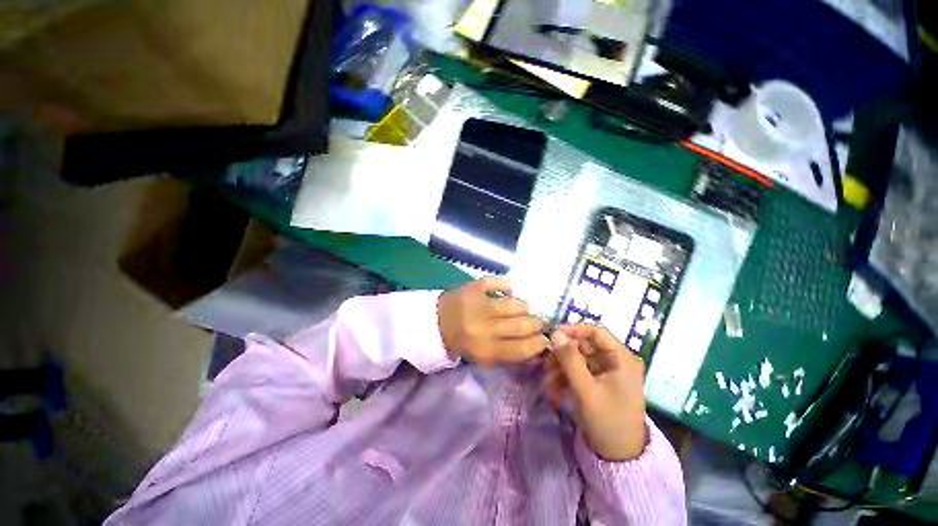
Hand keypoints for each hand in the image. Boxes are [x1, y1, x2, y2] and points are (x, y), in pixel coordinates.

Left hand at [437, 278, 547, 365]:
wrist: (436, 323)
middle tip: (536, 321)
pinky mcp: (474, 287)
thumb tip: (539, 344)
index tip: (544, 338)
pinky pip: (500, 283)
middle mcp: (484, 328)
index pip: (522, 348)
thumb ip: (510, 353)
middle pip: (523, 325)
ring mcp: (479, 304)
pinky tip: (506, 292)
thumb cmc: (463, 341)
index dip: (539, 343)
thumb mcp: (485, 356)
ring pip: (516, 304)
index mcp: (486, 350)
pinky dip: (507, 286)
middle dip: (535, 323)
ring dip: (523, 306)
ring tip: (520, 308)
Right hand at [543, 325, 646, 460]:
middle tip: (546, 365)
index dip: (574, 330)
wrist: (618, 458)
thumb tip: (555, 333)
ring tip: (548, 384)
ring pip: (577, 359)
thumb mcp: (586, 390)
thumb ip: (570, 360)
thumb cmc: (608, 421)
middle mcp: (614, 361)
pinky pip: (577, 372)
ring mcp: (605, 372)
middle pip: (583, 345)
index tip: (553, 335)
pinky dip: (564, 378)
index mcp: (621, 359)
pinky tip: (555, 392)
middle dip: (563, 355)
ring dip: (560, 368)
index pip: (596, 332)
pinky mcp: (596, 382)